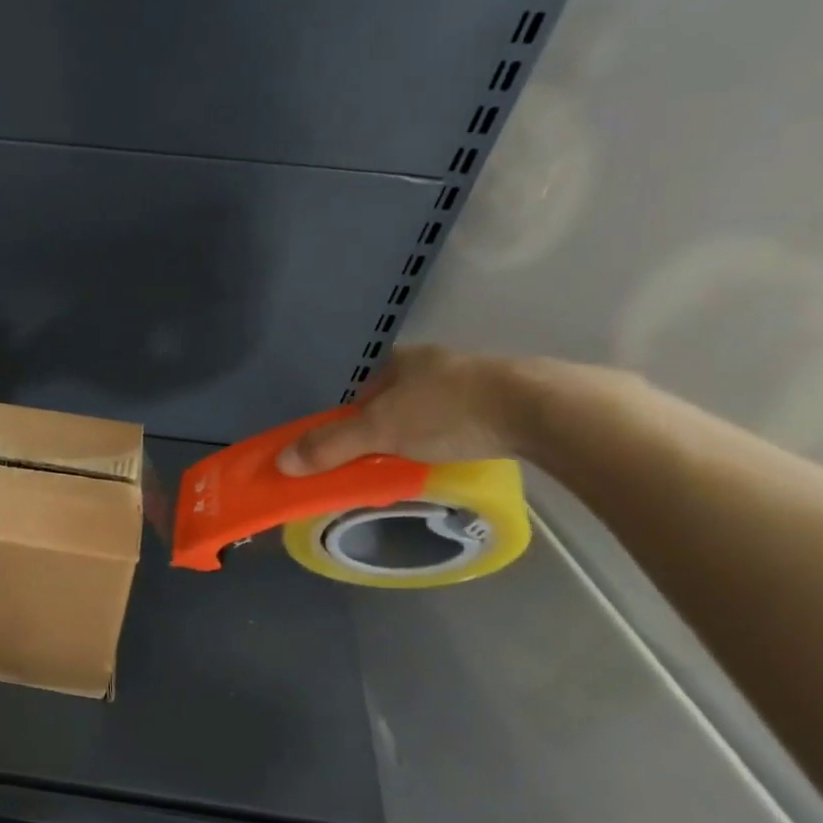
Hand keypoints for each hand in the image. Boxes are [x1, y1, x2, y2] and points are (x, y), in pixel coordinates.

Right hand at [276, 345, 524, 474]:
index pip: (364, 387)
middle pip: (398, 397)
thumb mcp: (380, 431)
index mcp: (404, 360)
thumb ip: (331, 445)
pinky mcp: (510, 398)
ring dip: (423, 432)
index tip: (350, 444)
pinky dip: (457, 436)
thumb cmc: (449, 411)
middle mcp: (438, 362)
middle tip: (383, 458)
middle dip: (387, 426)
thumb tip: (281, 462)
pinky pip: (468, 418)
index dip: (351, 415)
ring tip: (421, 462)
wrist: (541, 410)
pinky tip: (460, 454)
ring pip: (434, 407)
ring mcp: (478, 377)